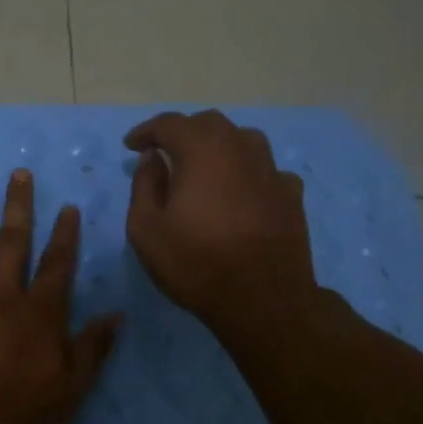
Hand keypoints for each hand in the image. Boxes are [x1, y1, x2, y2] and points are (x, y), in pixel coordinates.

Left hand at [0, 169, 119, 423]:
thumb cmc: (20, 417)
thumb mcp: (71, 390)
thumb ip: (93, 349)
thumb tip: (116, 315)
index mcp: (39, 313)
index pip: (57, 264)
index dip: (65, 234)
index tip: (67, 206)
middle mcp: (1, 297)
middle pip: (12, 243)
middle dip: (18, 206)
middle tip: (18, 172)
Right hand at [123, 110, 316, 334]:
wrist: (264, 300)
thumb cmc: (196, 263)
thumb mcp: (146, 229)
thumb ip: (144, 185)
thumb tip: (152, 159)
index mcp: (202, 151)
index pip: (170, 123)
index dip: (146, 131)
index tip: (131, 147)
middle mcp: (240, 149)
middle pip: (209, 123)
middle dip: (182, 132)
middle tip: (164, 153)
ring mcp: (271, 170)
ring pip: (242, 139)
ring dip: (217, 145)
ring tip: (203, 166)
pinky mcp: (291, 194)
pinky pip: (265, 169)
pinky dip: (246, 171)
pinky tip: (240, 191)